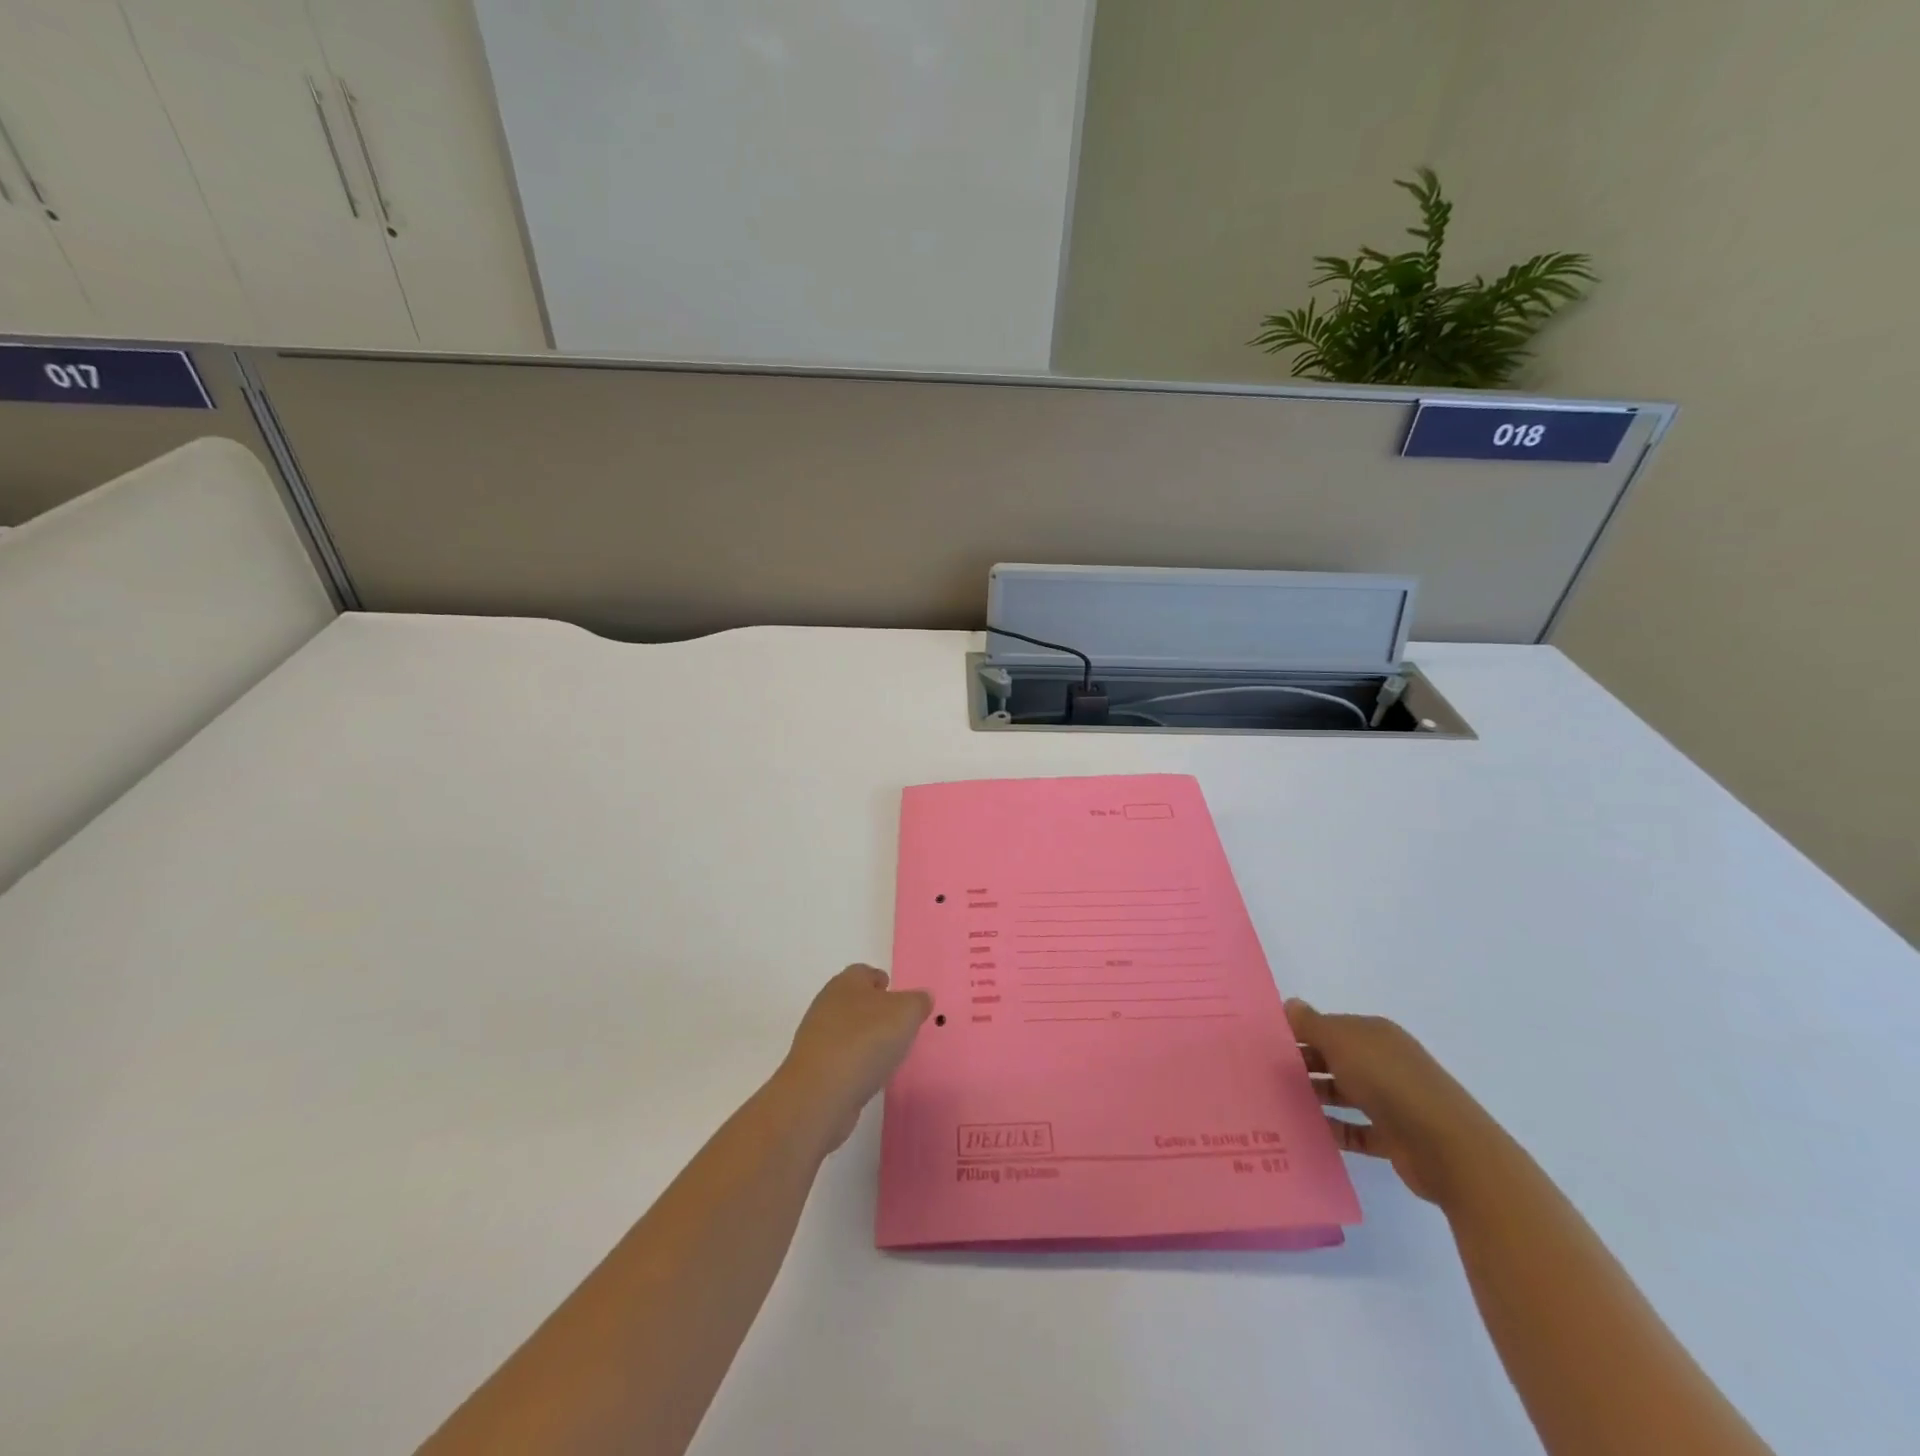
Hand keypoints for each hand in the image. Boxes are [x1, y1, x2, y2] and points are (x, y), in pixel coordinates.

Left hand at [777, 965, 932, 1153]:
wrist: (821, 1093)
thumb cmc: (866, 1040)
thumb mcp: (906, 1013)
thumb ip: (918, 1002)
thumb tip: (921, 998)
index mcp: (847, 982)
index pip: (865, 972)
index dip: (882, 981)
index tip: (899, 997)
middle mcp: (827, 1004)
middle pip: (855, 1000)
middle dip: (876, 1011)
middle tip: (899, 1026)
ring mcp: (817, 1037)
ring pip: (847, 1029)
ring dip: (865, 1038)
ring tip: (888, 1054)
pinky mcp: (814, 1068)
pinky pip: (841, 1057)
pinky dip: (855, 1062)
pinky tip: (869, 1076)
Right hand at [1285, 999, 1499, 1205]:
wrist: (1448, 1147)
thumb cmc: (1389, 1082)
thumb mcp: (1342, 1043)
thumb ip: (1312, 1024)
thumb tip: (1290, 1004)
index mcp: (1374, 1035)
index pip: (1329, 1027)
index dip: (1299, 1032)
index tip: (1266, 1044)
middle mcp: (1383, 1062)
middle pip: (1335, 1059)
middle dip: (1303, 1064)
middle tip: (1265, 1074)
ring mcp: (1391, 1100)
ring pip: (1343, 1093)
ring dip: (1316, 1097)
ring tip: (1278, 1102)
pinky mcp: (1393, 1137)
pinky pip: (1355, 1129)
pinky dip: (1334, 1129)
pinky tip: (1307, 1131)